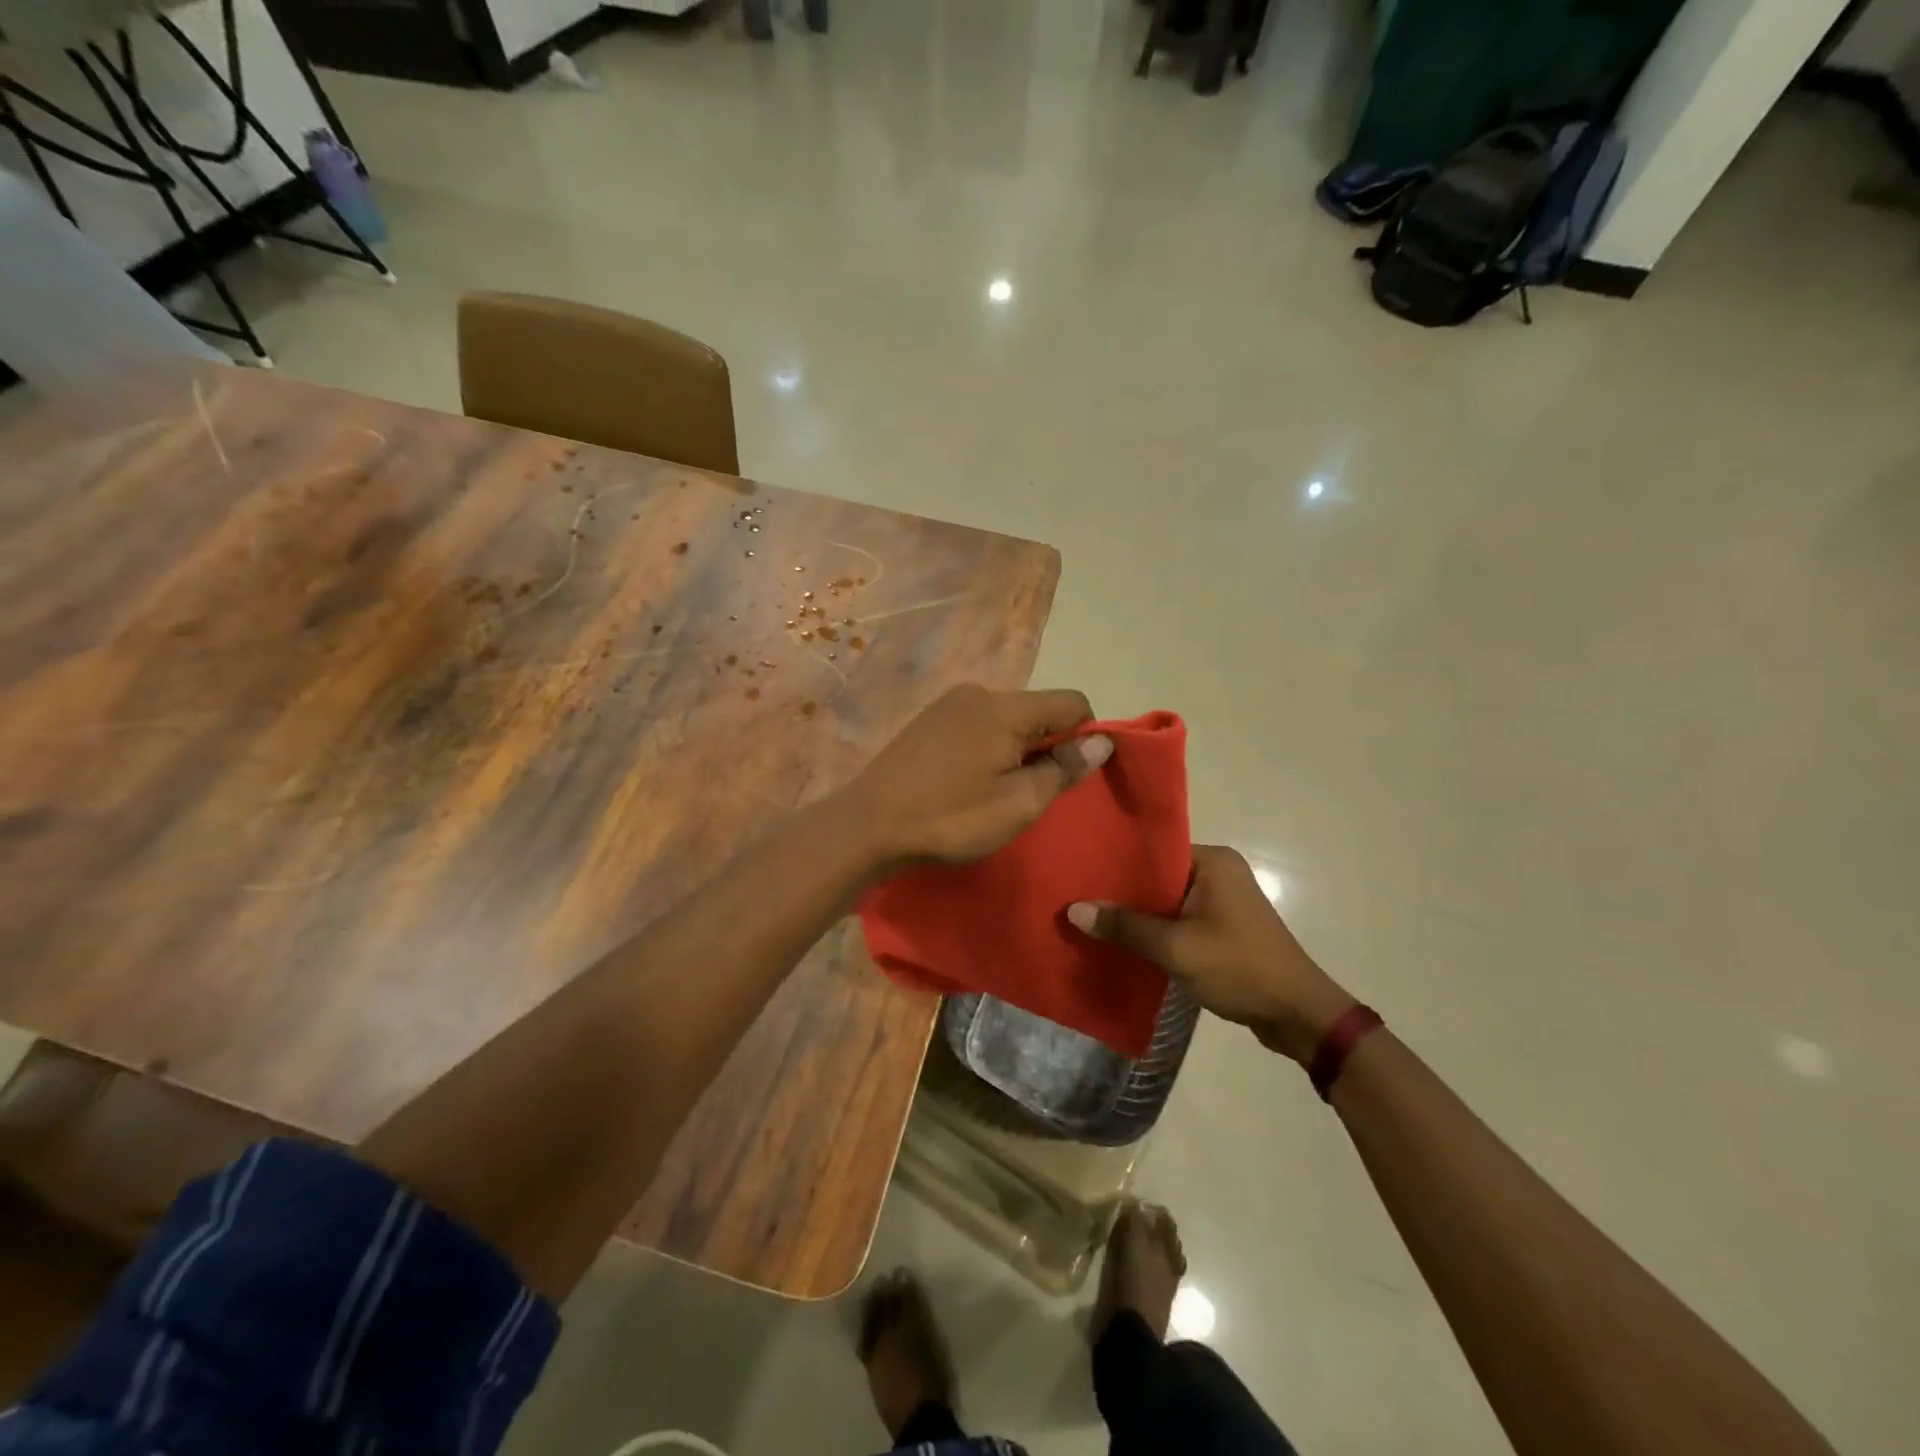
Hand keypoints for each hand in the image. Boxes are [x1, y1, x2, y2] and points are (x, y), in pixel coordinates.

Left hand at [841, 685, 1110, 870]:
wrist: (868, 824)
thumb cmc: (951, 818)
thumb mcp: (1018, 804)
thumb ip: (1064, 769)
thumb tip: (1103, 742)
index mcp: (1006, 707)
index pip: (1072, 701)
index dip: (1084, 737)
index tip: (1068, 776)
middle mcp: (978, 692)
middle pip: (1037, 709)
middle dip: (1047, 745)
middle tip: (1029, 792)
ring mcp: (948, 704)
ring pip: (1006, 718)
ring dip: (1016, 749)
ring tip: (995, 791)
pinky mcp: (927, 720)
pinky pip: (977, 724)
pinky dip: (987, 747)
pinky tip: (967, 781)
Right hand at [1068, 845, 1355, 1062]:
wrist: (1298, 1015)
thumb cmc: (1239, 968)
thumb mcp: (1175, 948)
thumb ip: (1124, 927)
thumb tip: (1074, 910)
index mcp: (1213, 861)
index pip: (1154, 849)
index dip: (1117, 862)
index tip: (1080, 871)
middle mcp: (1219, 871)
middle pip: (1158, 875)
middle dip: (1123, 891)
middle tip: (1078, 896)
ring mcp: (1223, 900)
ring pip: (1167, 900)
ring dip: (1138, 914)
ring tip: (1092, 919)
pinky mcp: (1224, 926)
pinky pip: (1179, 919)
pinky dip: (1157, 930)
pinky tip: (1125, 942)